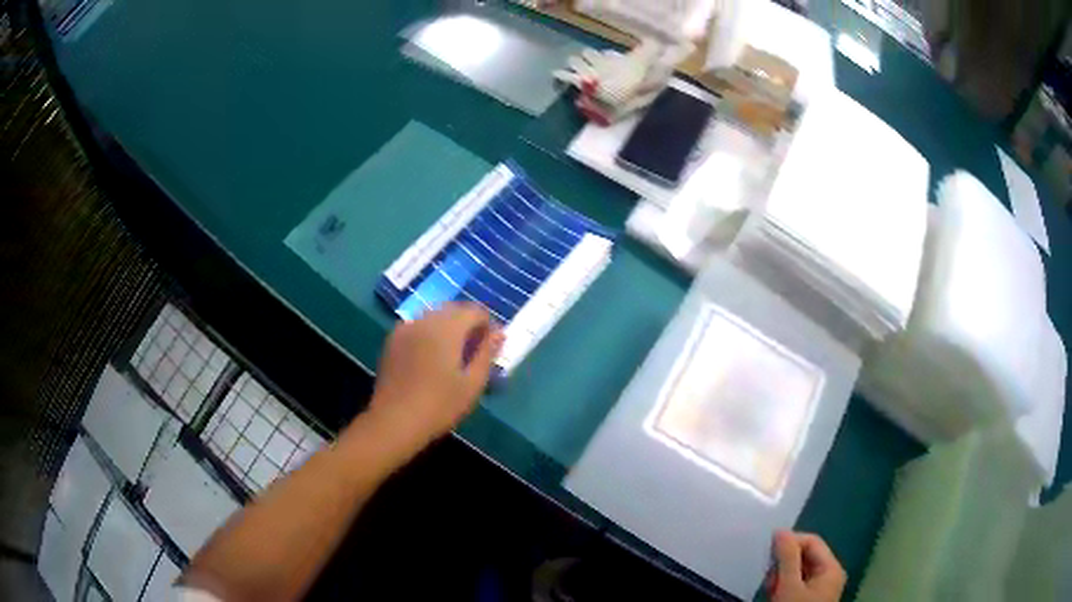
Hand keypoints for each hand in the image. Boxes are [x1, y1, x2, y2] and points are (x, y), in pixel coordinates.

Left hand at [367, 303, 503, 450]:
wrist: (394, 421)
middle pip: (453, 310)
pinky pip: (418, 327)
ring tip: (453, 356)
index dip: (487, 325)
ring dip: (448, 328)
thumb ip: (487, 353)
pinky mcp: (392, 340)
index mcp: (447, 327)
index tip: (490, 348)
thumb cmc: (439, 405)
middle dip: (467, 325)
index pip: (475, 311)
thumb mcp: (472, 383)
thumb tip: (499, 333)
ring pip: (434, 317)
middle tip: (474, 352)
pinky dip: (429, 334)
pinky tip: (430, 359)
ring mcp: (406, 328)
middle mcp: (425, 319)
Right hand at [769, 531, 845, 601]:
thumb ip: (786, 558)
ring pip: (798, 570)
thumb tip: (780, 531)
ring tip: (771, 589)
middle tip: (769, 576)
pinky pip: (796, 583)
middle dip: (784, 563)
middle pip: (805, 556)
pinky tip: (774, 595)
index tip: (768, 552)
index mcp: (831, 568)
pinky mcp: (809, 598)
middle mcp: (829, 574)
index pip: (811, 541)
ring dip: (781, 576)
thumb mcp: (789, 585)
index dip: (790, 542)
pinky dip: (784, 586)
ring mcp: (820, 587)